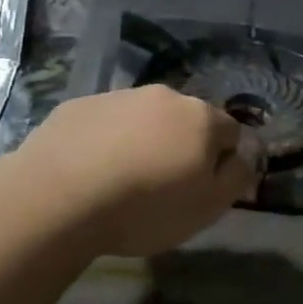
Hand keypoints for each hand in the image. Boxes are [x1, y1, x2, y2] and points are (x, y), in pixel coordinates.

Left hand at [19, 86, 261, 255]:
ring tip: (122, 183)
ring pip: (143, 120)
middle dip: (181, 146)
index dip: (222, 162)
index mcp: (202, 118)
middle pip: (185, 120)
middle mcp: (163, 96)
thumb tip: (244, 157)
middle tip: (164, 186)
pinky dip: (106, 143)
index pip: (231, 132)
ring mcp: (118, 97)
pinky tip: (90, 173)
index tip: (203, 189)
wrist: (58, 198)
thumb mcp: (208, 208)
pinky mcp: (78, 106)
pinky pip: (105, 124)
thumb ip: (236, 177)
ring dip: (143, 142)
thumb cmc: (145, 208)